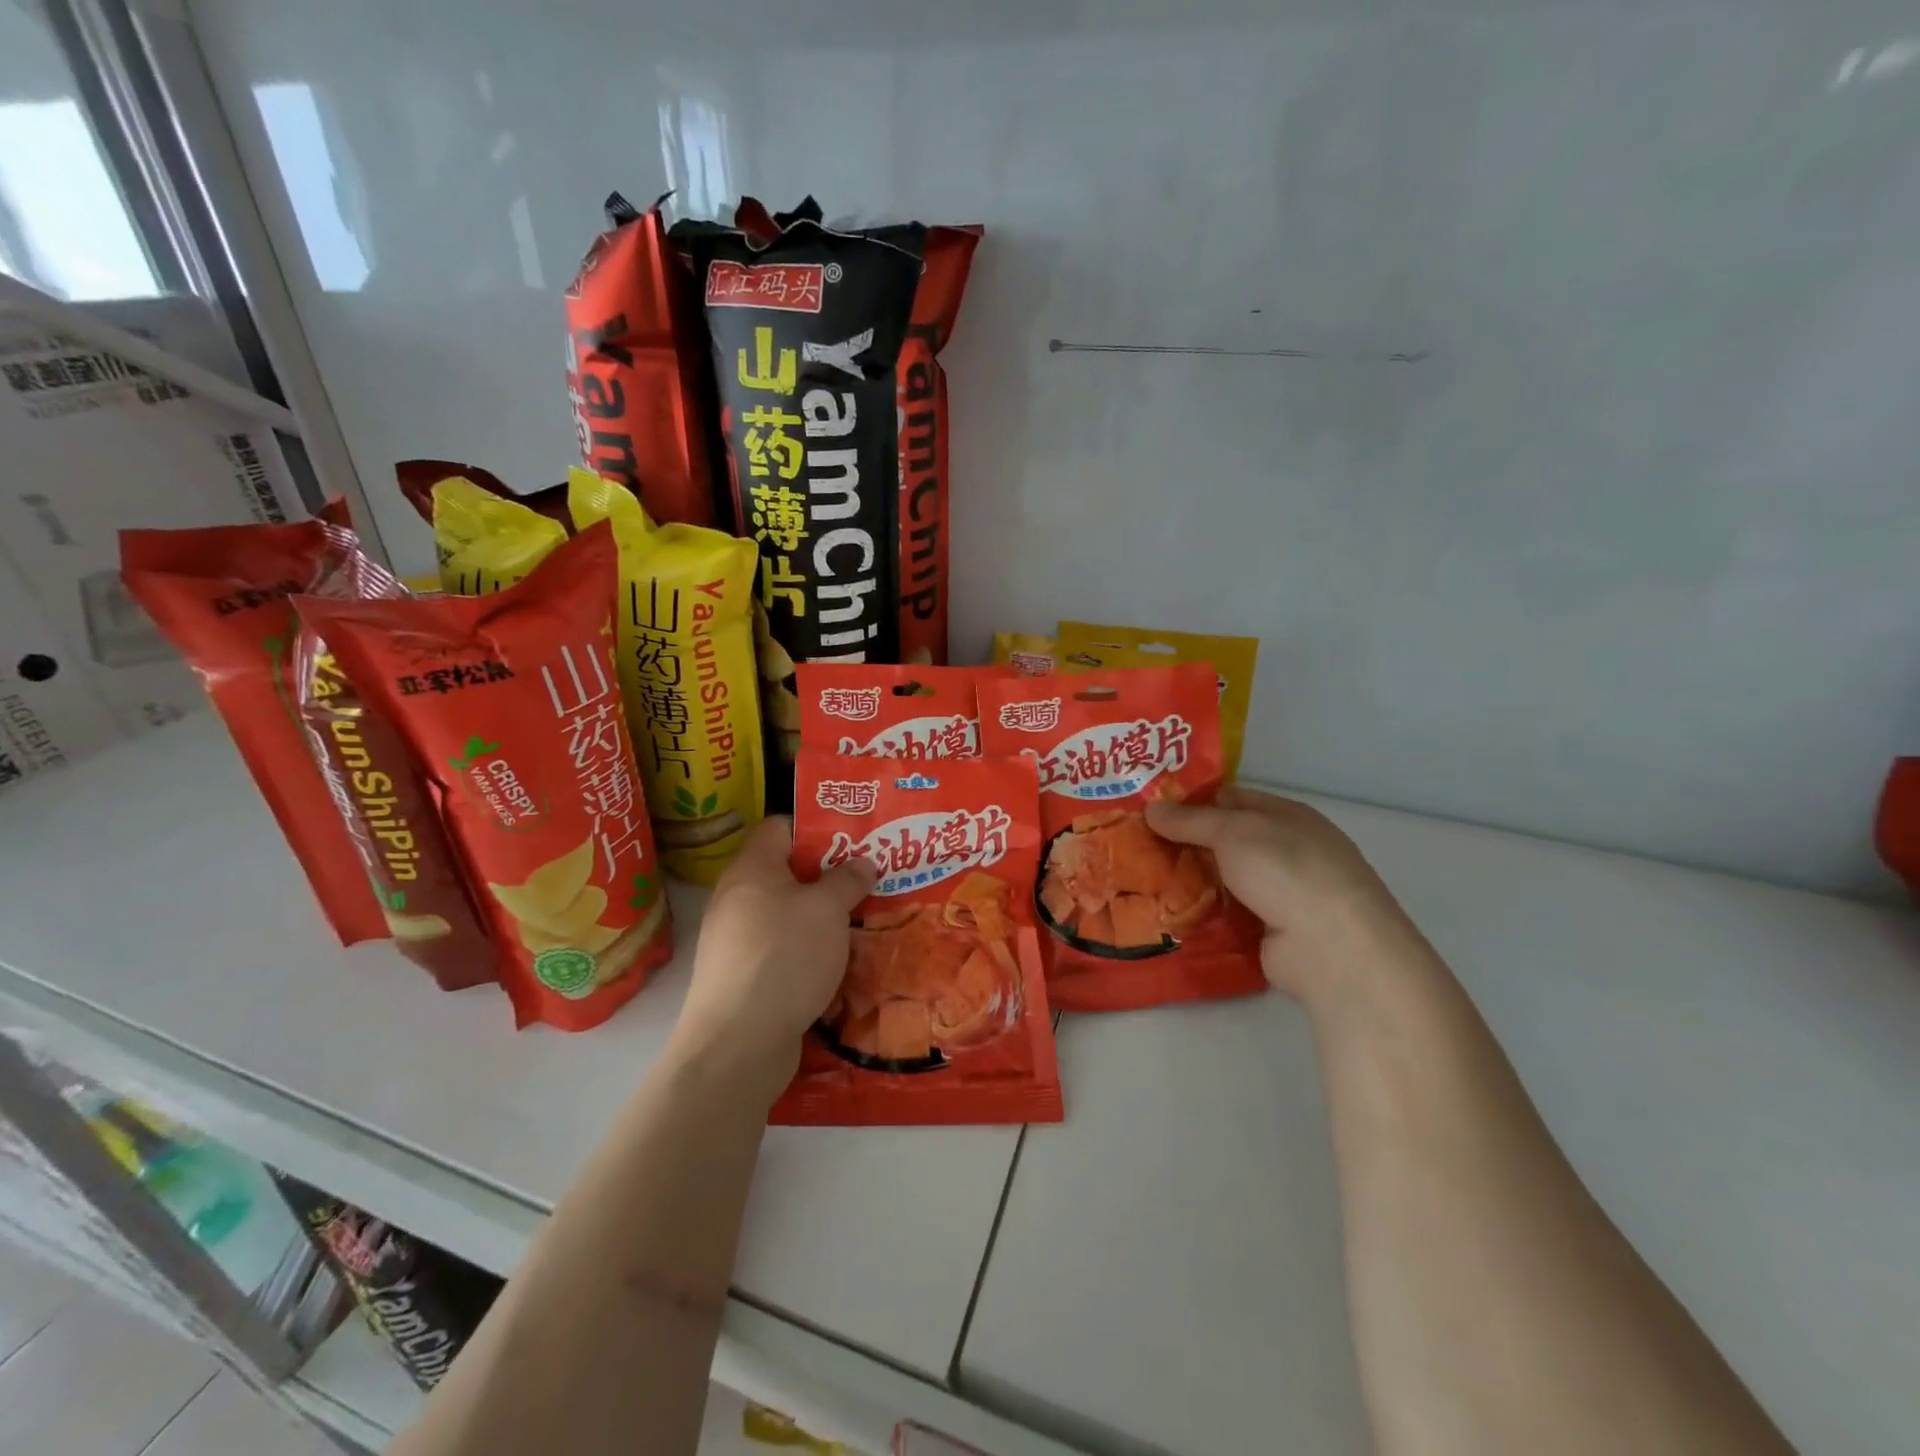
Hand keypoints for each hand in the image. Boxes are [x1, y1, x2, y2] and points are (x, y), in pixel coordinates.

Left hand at [674, 816, 874, 1084]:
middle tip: (868, 879)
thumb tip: (862, 861)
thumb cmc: (785, 956)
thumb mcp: (828, 910)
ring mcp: (736, 940)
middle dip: (827, 875)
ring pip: (786, 914)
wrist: (738, 1044)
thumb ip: (847, 879)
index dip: (817, 828)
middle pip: (786, 872)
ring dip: (821, 916)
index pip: (780, 827)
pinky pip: (781, 948)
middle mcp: (737, 898)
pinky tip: (837, 961)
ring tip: (860, 919)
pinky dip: (808, 949)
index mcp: (752, 869)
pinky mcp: (743, 976)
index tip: (854, 838)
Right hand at [1145, 787, 1422, 1002]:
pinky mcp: (1269, 931)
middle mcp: (1283, 851)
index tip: (1149, 809)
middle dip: (1183, 843)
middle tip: (1134, 845)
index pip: (1229, 799)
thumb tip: (1151, 808)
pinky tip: (1165, 913)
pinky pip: (1225, 914)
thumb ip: (1189, 820)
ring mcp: (1279, 894)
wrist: (1331, 946)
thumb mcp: (1232, 831)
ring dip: (1188, 881)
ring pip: (1222, 879)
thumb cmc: (1286, 869)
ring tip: (1139, 880)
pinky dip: (1201, 913)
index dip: (1190, 801)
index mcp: (1284, 816)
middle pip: (1223, 841)